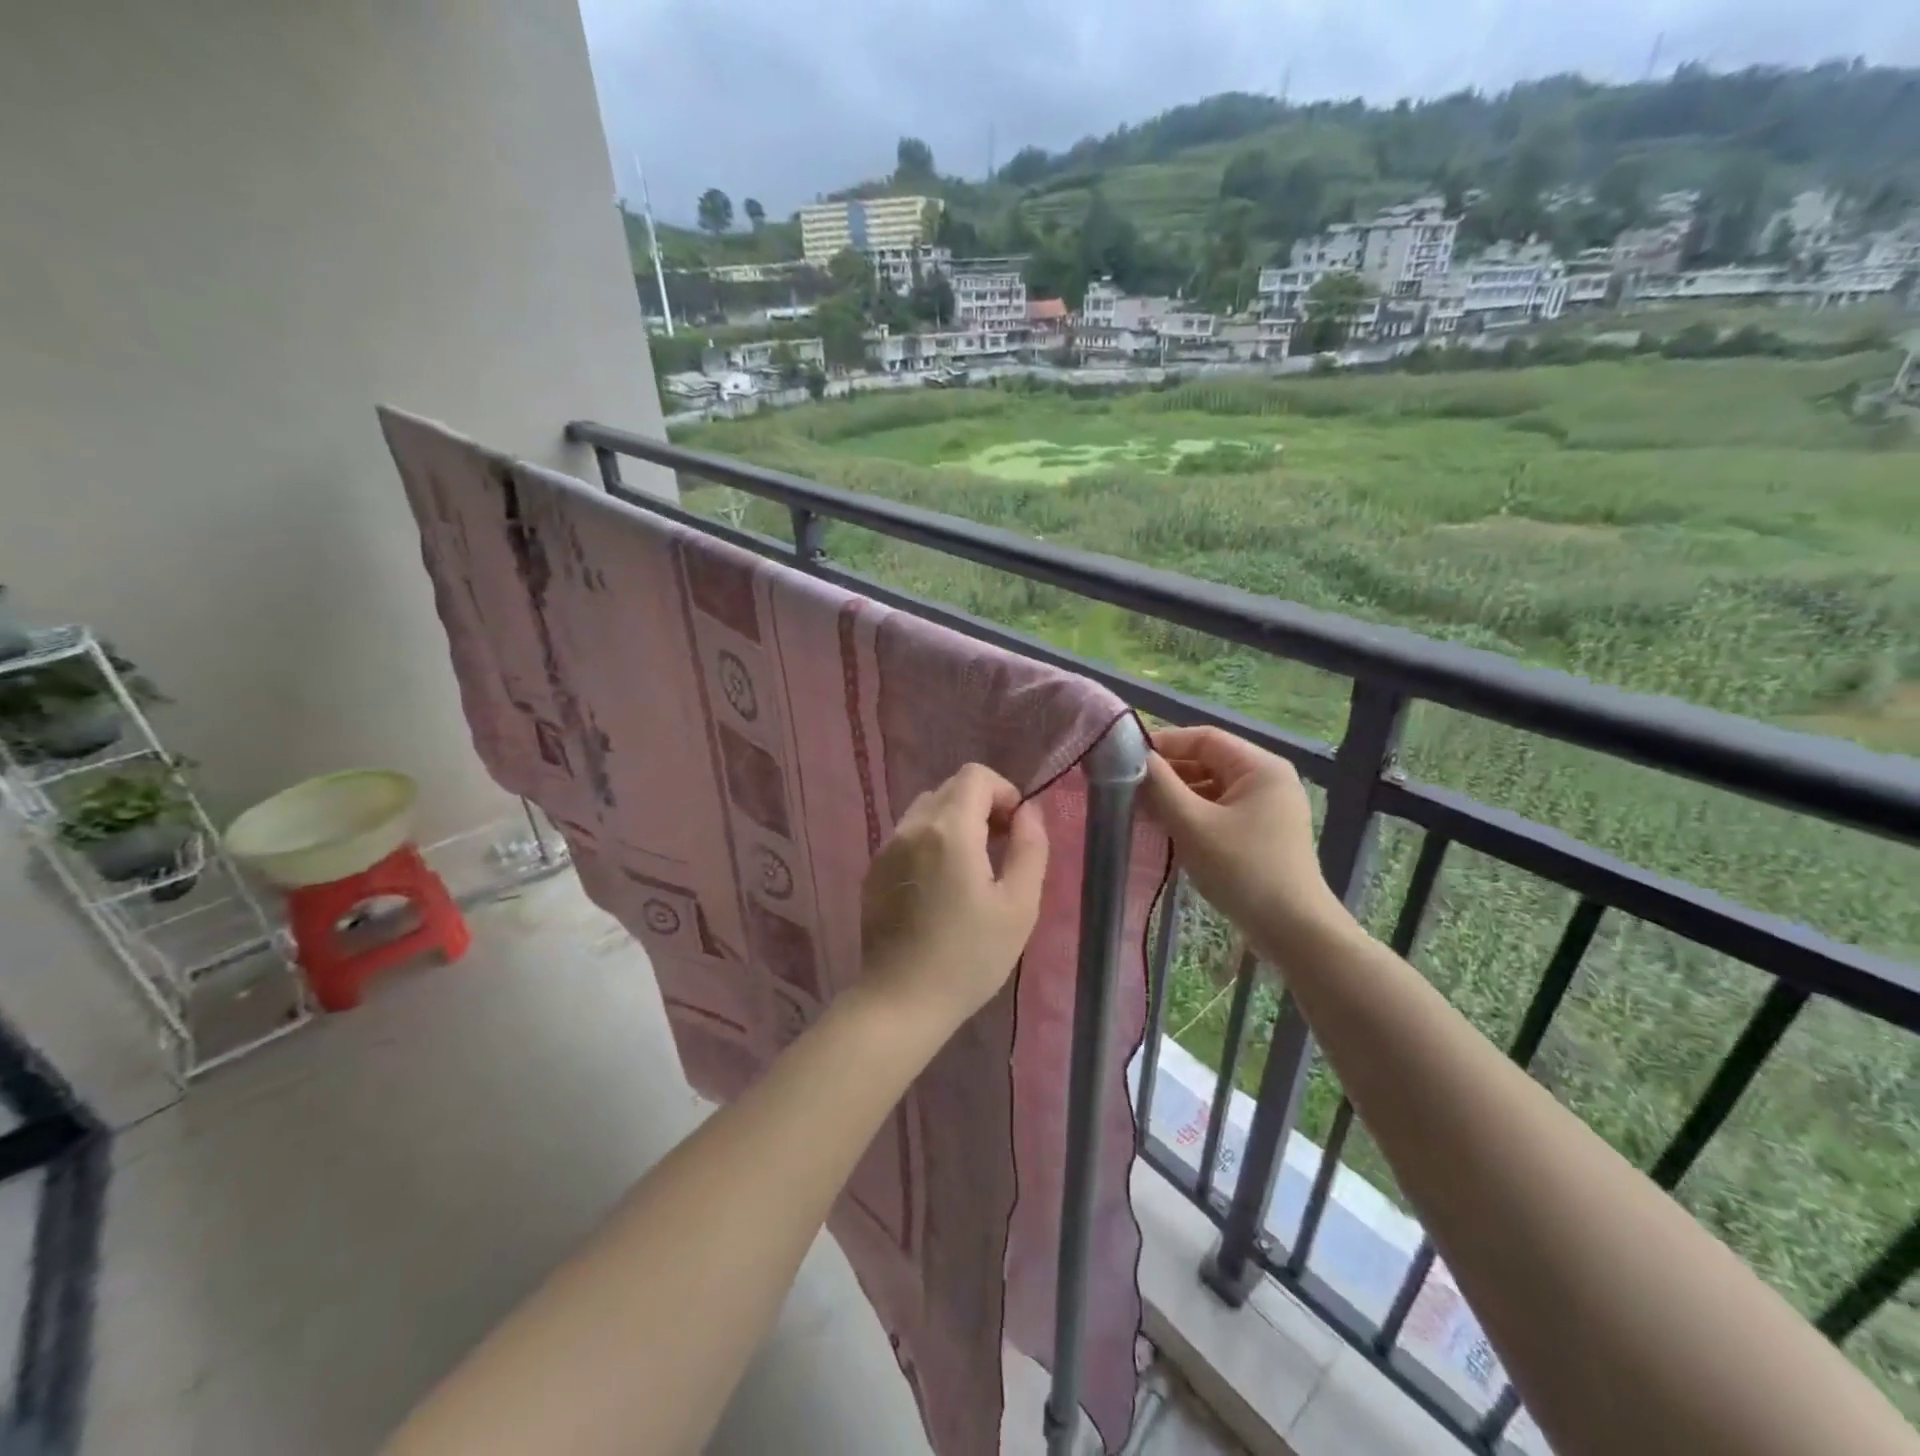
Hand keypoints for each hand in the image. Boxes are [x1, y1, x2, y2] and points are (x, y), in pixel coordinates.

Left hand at [859, 763, 1049, 1031]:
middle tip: (1000, 848)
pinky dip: (930, 842)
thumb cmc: (969, 957)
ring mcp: (886, 848)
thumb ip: (1030, 847)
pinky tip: (940, 886)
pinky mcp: (873, 871)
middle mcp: (912, 827)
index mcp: (949, 830)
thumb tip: (1029, 812)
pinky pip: (907, 836)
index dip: (1004, 791)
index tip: (1016, 828)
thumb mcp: (1019, 905)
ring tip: (971, 867)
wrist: (901, 1001)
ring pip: (926, 810)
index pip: (975, 775)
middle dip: (981, 806)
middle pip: (949, 789)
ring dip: (954, 822)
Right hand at [1142, 726, 1350, 954]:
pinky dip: (1192, 815)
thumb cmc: (1242, 870)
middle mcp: (1267, 780)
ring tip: (1142, 811)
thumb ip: (1160, 786)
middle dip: (1168, 773)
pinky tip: (1167, 830)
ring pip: (1211, 788)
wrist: (1293, 931)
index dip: (1164, 744)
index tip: (1126, 760)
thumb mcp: (1192, 824)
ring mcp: (1267, 808)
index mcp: (1260, 767)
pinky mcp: (1262, 833)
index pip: (1204, 738)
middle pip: (1208, 762)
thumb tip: (1133, 758)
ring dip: (1177, 796)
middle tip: (1129, 788)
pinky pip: (1219, 810)